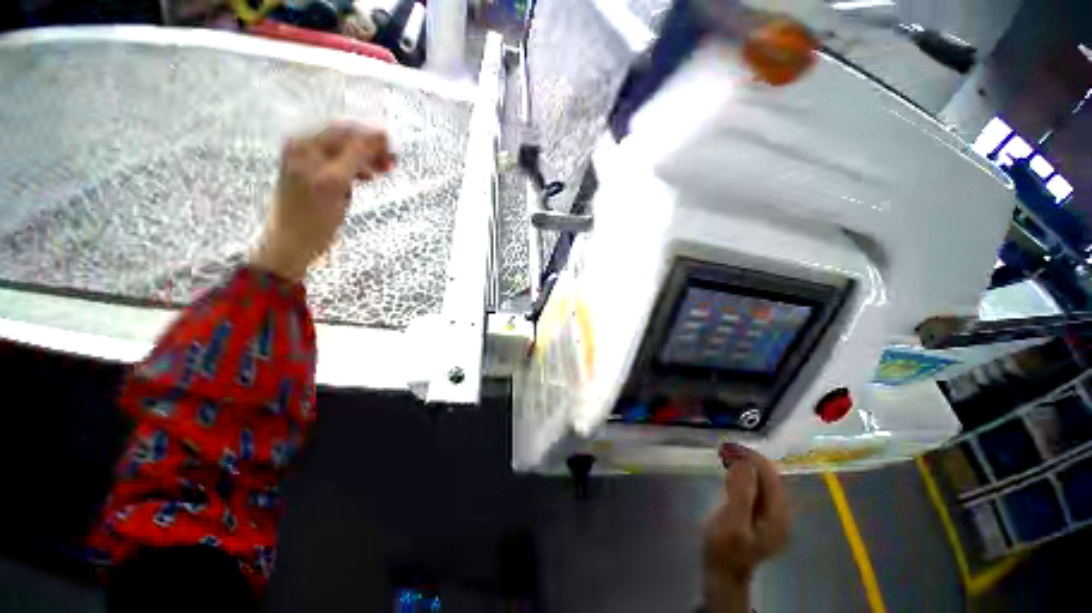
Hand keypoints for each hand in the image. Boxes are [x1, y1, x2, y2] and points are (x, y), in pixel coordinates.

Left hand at [250, 122, 394, 280]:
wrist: (291, 246)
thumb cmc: (312, 218)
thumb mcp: (335, 184)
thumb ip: (356, 156)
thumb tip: (379, 136)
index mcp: (304, 146)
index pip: (344, 131)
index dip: (371, 136)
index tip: (395, 147)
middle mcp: (304, 149)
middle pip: (344, 140)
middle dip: (371, 148)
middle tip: (394, 161)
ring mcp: (308, 163)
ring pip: (345, 153)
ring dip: (367, 159)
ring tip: (385, 170)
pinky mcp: (314, 178)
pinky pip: (341, 166)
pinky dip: (357, 169)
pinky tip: (369, 178)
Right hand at [703, 443, 788, 612]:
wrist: (724, 574)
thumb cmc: (725, 550)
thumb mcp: (732, 524)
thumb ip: (741, 494)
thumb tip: (745, 463)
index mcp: (778, 516)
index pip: (770, 476)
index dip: (751, 458)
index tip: (728, 447)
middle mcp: (781, 513)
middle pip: (770, 477)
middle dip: (748, 459)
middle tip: (724, 449)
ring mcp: (772, 515)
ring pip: (763, 480)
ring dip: (746, 465)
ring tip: (725, 456)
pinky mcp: (761, 515)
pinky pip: (757, 487)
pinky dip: (744, 475)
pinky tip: (730, 472)